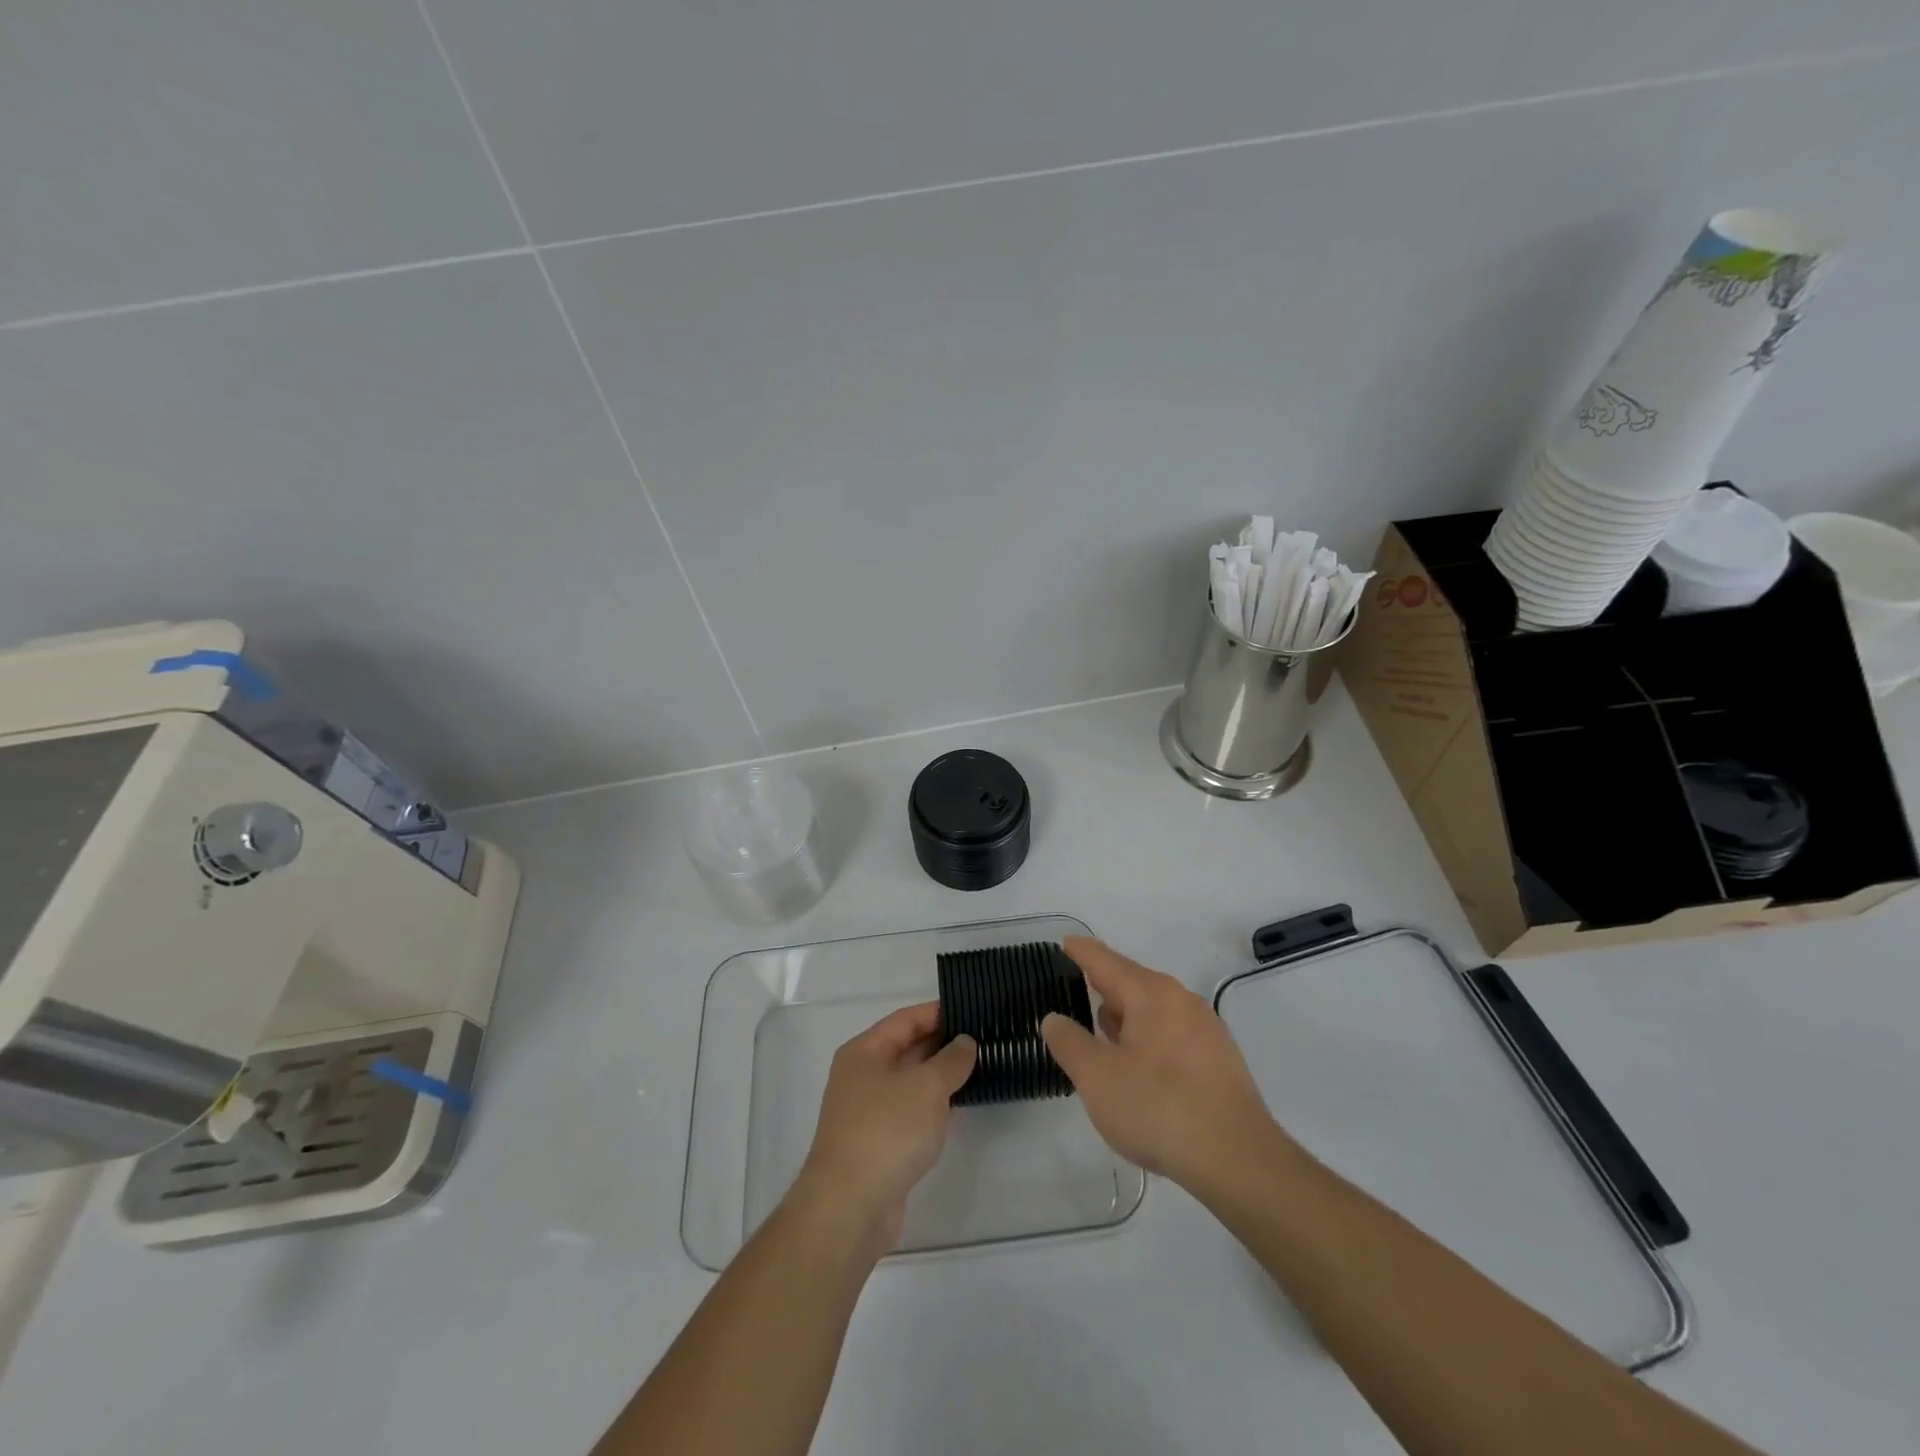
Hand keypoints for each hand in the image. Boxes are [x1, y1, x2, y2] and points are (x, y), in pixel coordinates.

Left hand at [794, 1003, 975, 1254]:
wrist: (849, 1208)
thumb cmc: (887, 1132)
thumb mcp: (927, 1087)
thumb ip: (951, 1060)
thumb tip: (965, 1043)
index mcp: (865, 1052)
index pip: (906, 1019)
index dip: (939, 1012)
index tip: (973, 1010)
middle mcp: (863, 1076)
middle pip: (908, 1048)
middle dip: (944, 1044)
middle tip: (985, 1038)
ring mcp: (869, 1111)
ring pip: (912, 1082)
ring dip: (942, 1077)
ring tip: (982, 1067)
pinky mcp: (879, 1143)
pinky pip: (912, 1112)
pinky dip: (935, 1106)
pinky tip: (962, 1106)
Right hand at [1042, 937, 1285, 1188]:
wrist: (1239, 1160)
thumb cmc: (1159, 1108)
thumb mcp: (1097, 1078)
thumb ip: (1069, 1042)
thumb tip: (1054, 1018)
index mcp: (1151, 993)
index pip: (1106, 961)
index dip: (1080, 951)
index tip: (1064, 943)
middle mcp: (1180, 1000)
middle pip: (1131, 982)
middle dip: (1102, 987)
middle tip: (1072, 995)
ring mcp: (1205, 1029)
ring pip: (1153, 1010)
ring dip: (1125, 1017)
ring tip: (1099, 1034)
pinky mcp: (1218, 1060)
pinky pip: (1171, 1033)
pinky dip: (1146, 1038)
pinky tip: (1137, 1067)